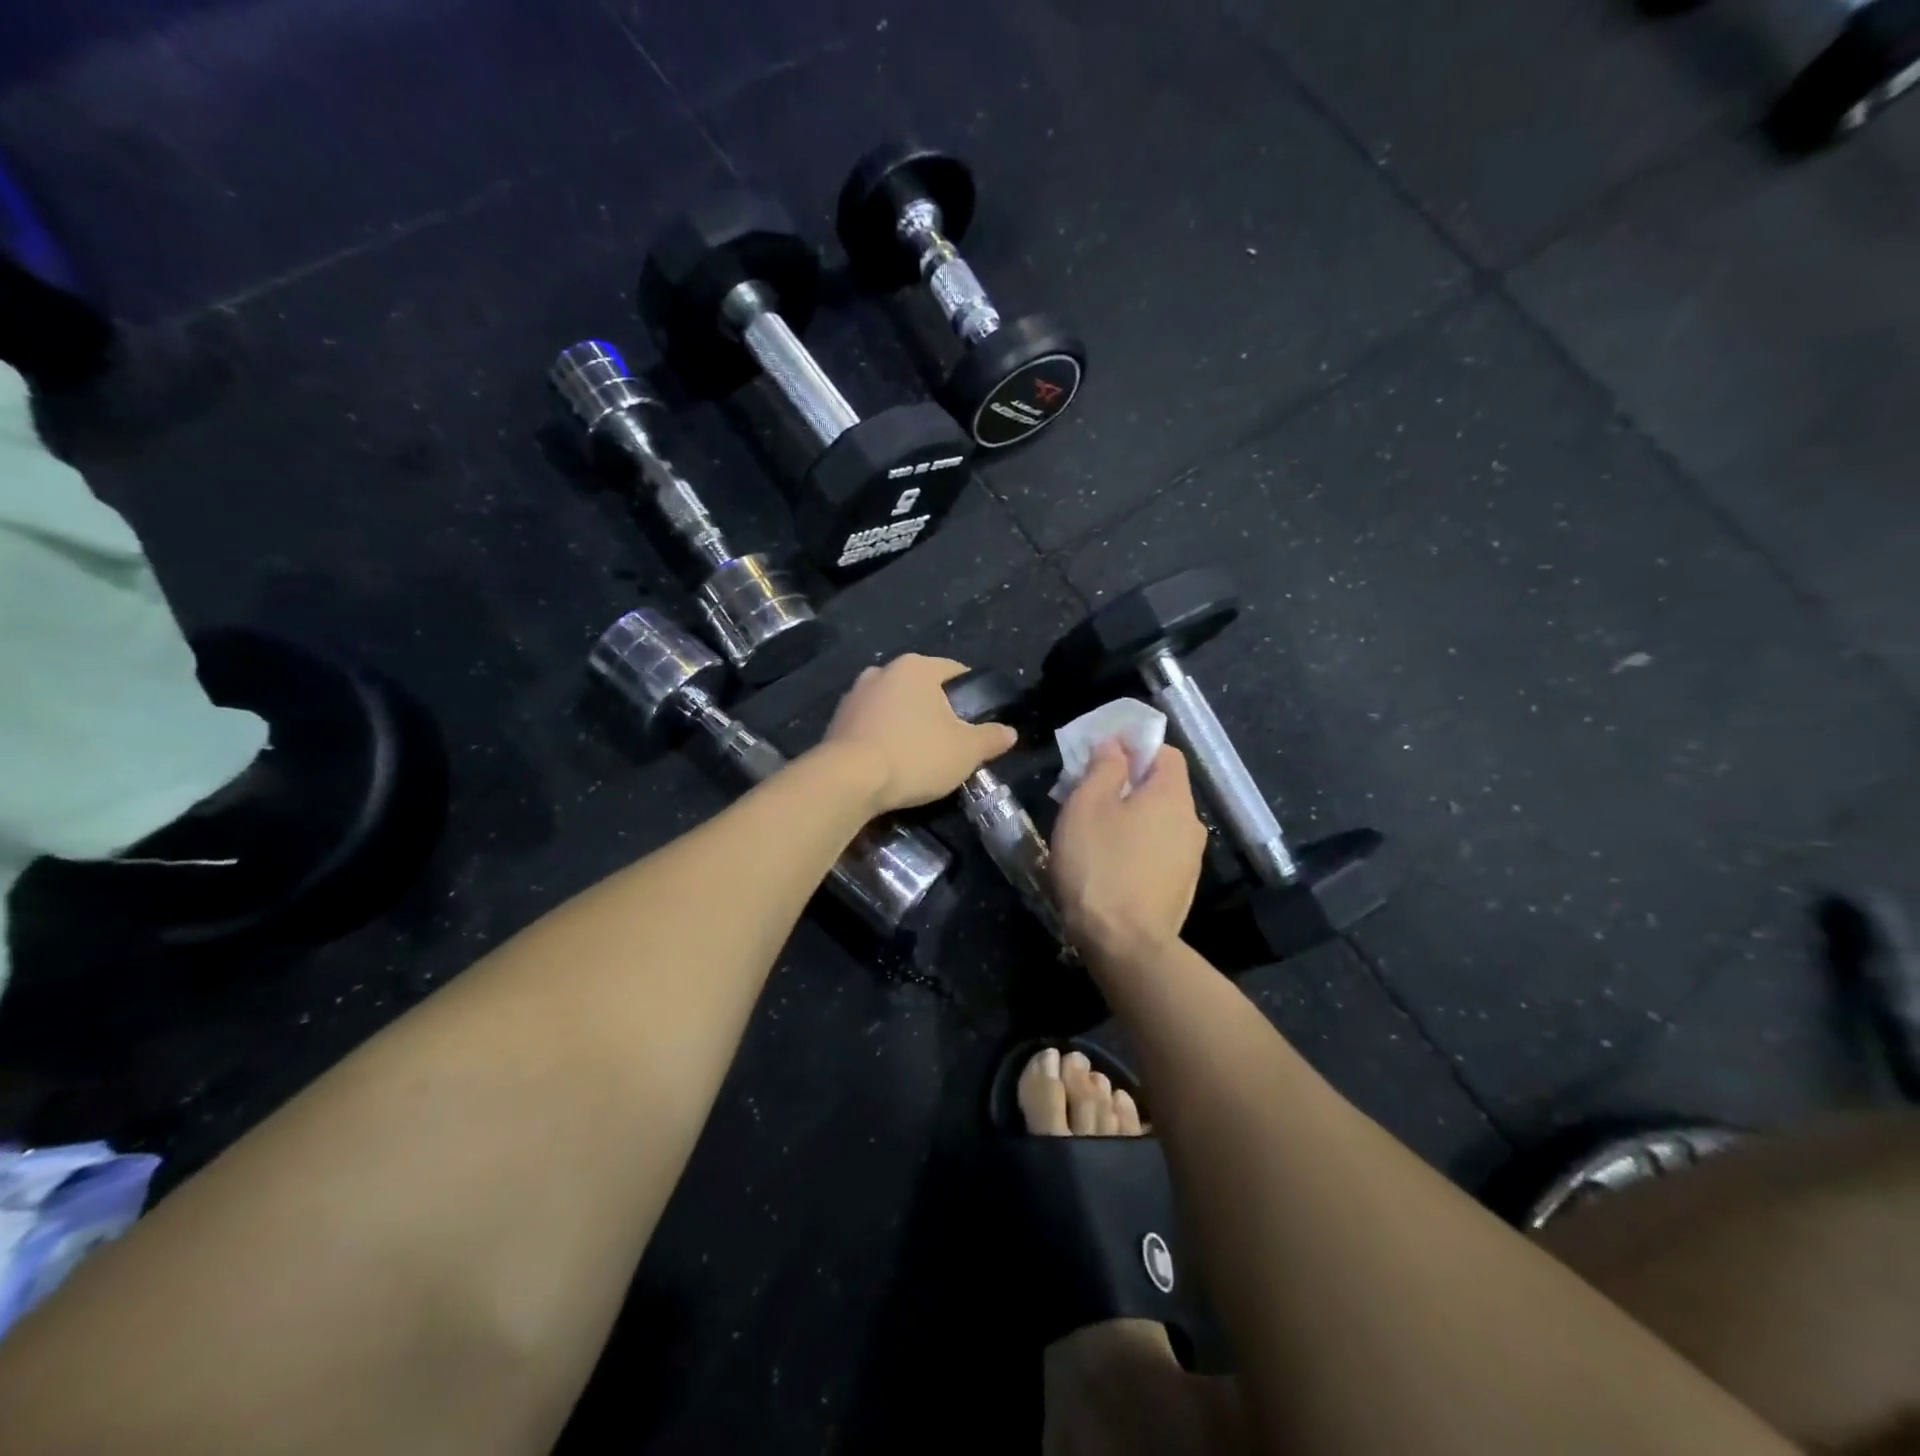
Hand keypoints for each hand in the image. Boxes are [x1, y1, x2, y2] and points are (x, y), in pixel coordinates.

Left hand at [822, 655, 1017, 813]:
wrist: (848, 780)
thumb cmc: (915, 756)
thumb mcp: (966, 751)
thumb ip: (991, 738)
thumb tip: (1009, 732)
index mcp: (917, 667)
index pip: (954, 671)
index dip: (970, 694)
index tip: (978, 720)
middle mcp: (883, 670)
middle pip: (921, 687)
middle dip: (936, 709)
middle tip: (951, 740)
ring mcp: (855, 694)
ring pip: (894, 704)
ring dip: (907, 722)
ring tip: (919, 752)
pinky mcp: (836, 720)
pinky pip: (871, 723)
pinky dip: (883, 736)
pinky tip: (891, 760)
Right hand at [1051, 740, 1208, 960]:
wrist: (1125, 945)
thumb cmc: (1100, 865)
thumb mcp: (1087, 805)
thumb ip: (1104, 767)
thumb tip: (1116, 745)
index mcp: (1172, 795)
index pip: (1166, 752)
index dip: (1134, 747)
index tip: (1100, 757)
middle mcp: (1191, 822)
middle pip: (1161, 788)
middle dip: (1127, 784)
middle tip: (1087, 795)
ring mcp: (1190, 859)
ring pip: (1158, 822)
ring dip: (1130, 818)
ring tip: (1094, 834)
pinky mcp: (1180, 888)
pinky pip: (1158, 851)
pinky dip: (1137, 847)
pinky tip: (1109, 865)